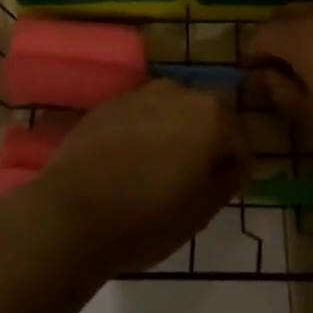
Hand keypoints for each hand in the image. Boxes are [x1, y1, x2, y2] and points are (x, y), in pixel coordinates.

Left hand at [16, 82, 247, 273]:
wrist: (71, 214)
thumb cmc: (147, 219)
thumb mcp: (202, 211)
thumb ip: (228, 179)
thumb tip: (234, 163)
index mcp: (211, 115)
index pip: (241, 136)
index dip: (236, 164)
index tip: (224, 189)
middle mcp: (178, 92)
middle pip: (206, 114)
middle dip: (206, 141)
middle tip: (193, 179)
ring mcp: (139, 94)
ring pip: (171, 111)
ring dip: (173, 132)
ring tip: (158, 170)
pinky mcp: (108, 104)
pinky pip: (140, 115)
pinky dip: (143, 132)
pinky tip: (129, 163)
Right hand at [244, 4, 312, 189]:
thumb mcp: (311, 119)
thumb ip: (280, 90)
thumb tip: (263, 75)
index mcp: (305, 35)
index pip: (262, 33)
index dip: (250, 55)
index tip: (252, 80)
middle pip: (289, 14)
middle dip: (276, 38)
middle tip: (277, 72)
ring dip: (306, 33)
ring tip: (310, 69)